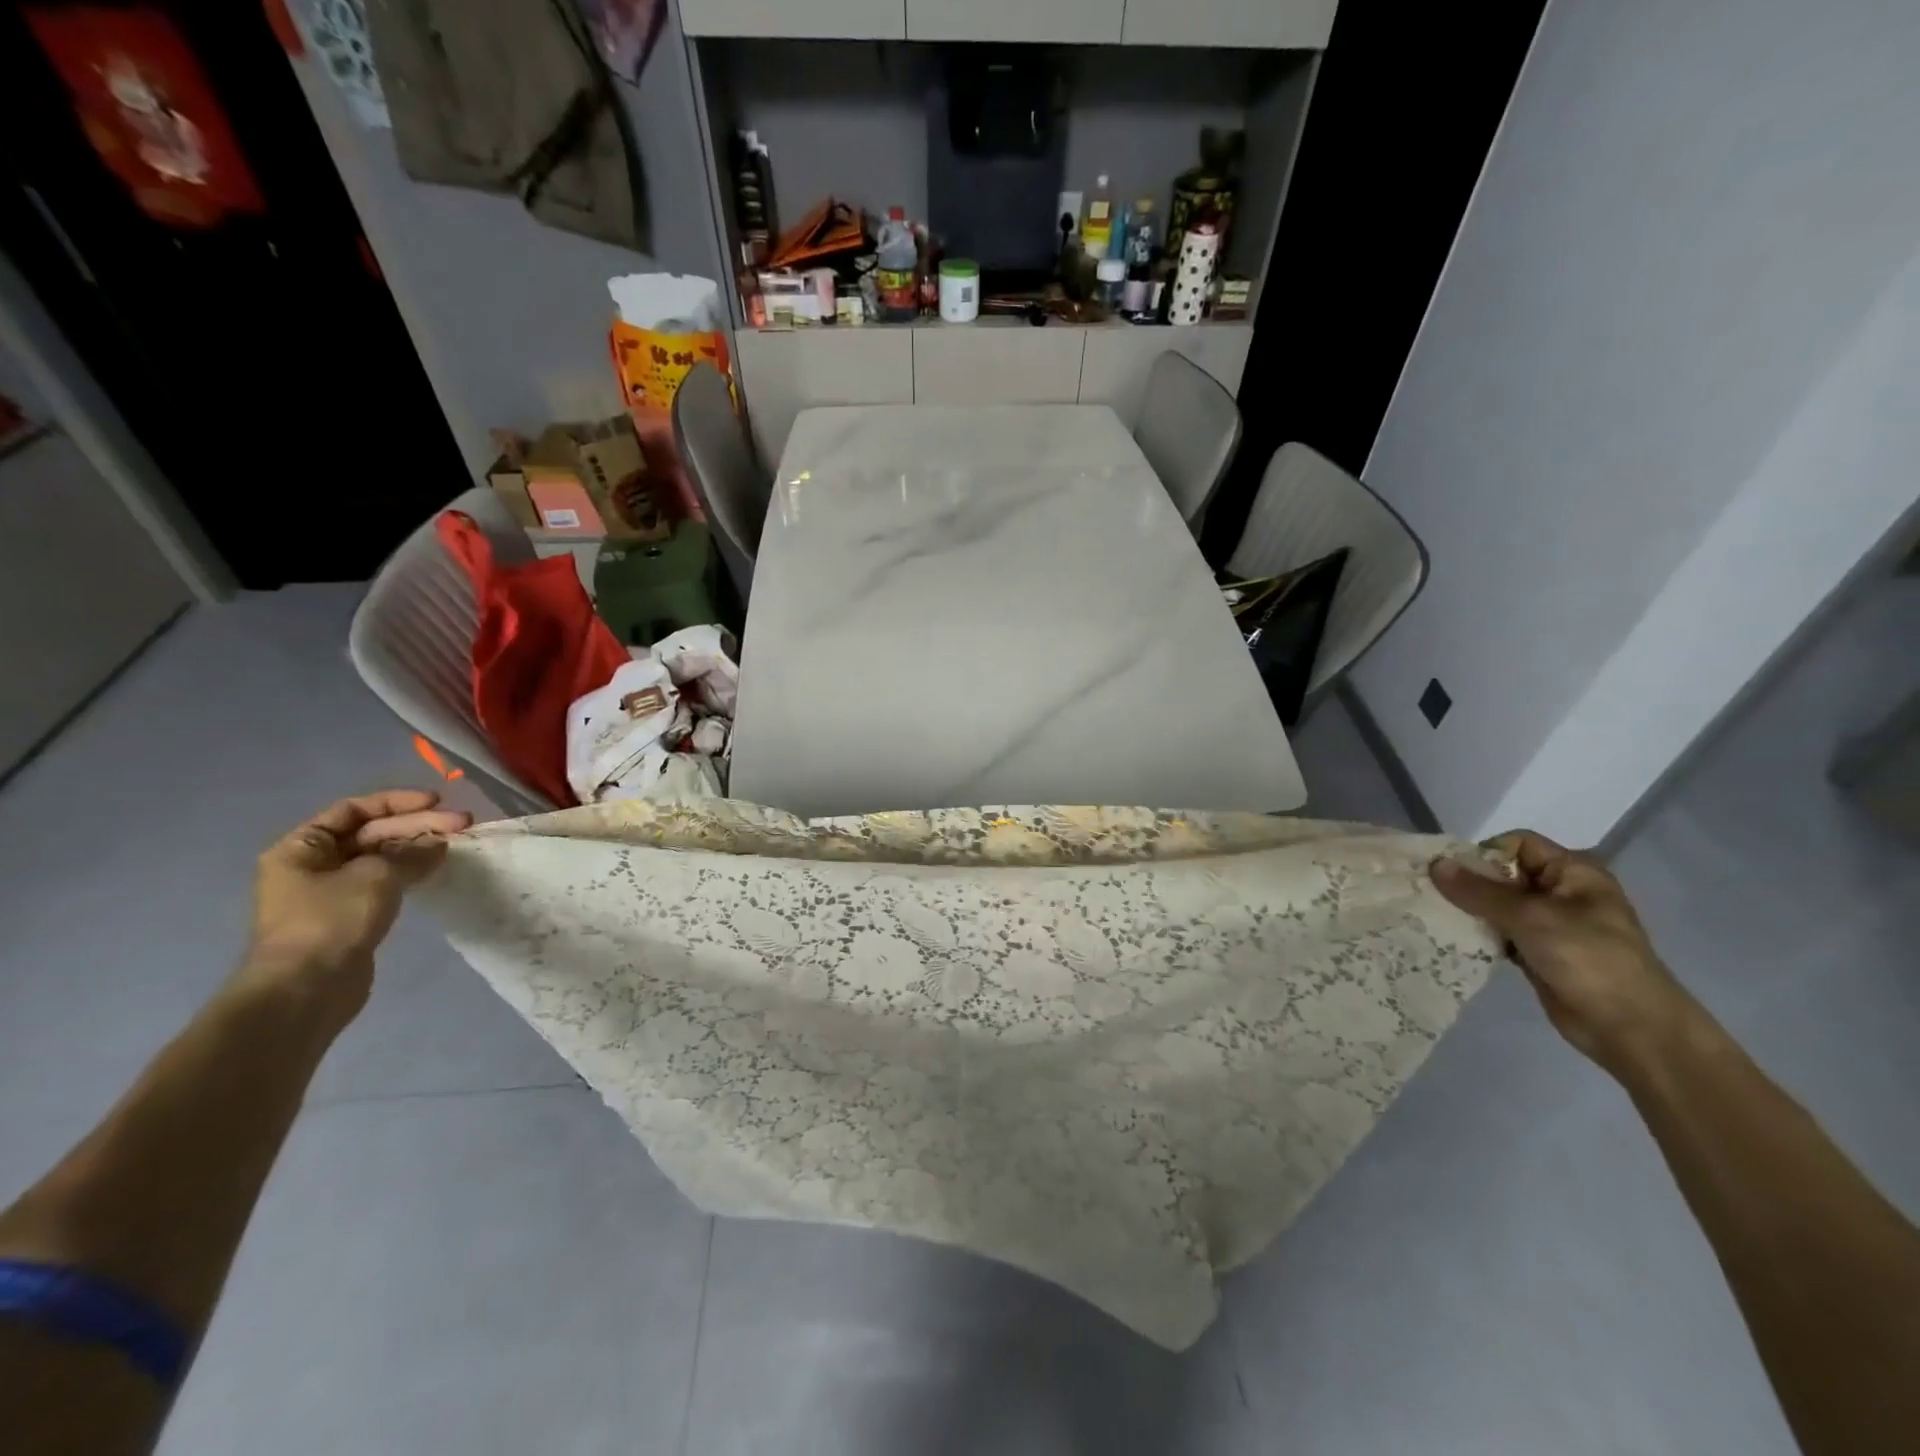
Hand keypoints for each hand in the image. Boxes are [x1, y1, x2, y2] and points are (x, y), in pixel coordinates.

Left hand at [240, 791, 470, 1024]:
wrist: (307, 988)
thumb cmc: (332, 920)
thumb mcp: (376, 875)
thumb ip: (411, 852)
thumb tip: (438, 844)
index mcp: (302, 847)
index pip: (354, 810)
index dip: (397, 802)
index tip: (437, 802)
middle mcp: (311, 865)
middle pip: (371, 833)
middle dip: (417, 825)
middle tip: (462, 824)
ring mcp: (330, 893)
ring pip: (381, 858)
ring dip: (417, 848)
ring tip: (456, 844)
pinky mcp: (349, 916)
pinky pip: (383, 882)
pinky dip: (410, 872)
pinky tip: (436, 869)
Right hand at [1430, 831, 1702, 1079]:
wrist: (1631, 1028)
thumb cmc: (1589, 959)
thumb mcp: (1531, 918)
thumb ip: (1479, 891)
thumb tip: (1434, 864)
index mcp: (1573, 872)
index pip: (1518, 844)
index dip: (1483, 853)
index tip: (1451, 873)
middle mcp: (1561, 892)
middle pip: (1504, 874)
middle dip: (1468, 882)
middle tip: (1432, 894)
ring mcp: (1550, 924)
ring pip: (1498, 905)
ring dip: (1470, 910)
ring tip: (1436, 916)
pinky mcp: (1538, 951)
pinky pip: (1500, 932)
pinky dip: (1479, 933)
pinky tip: (1453, 938)